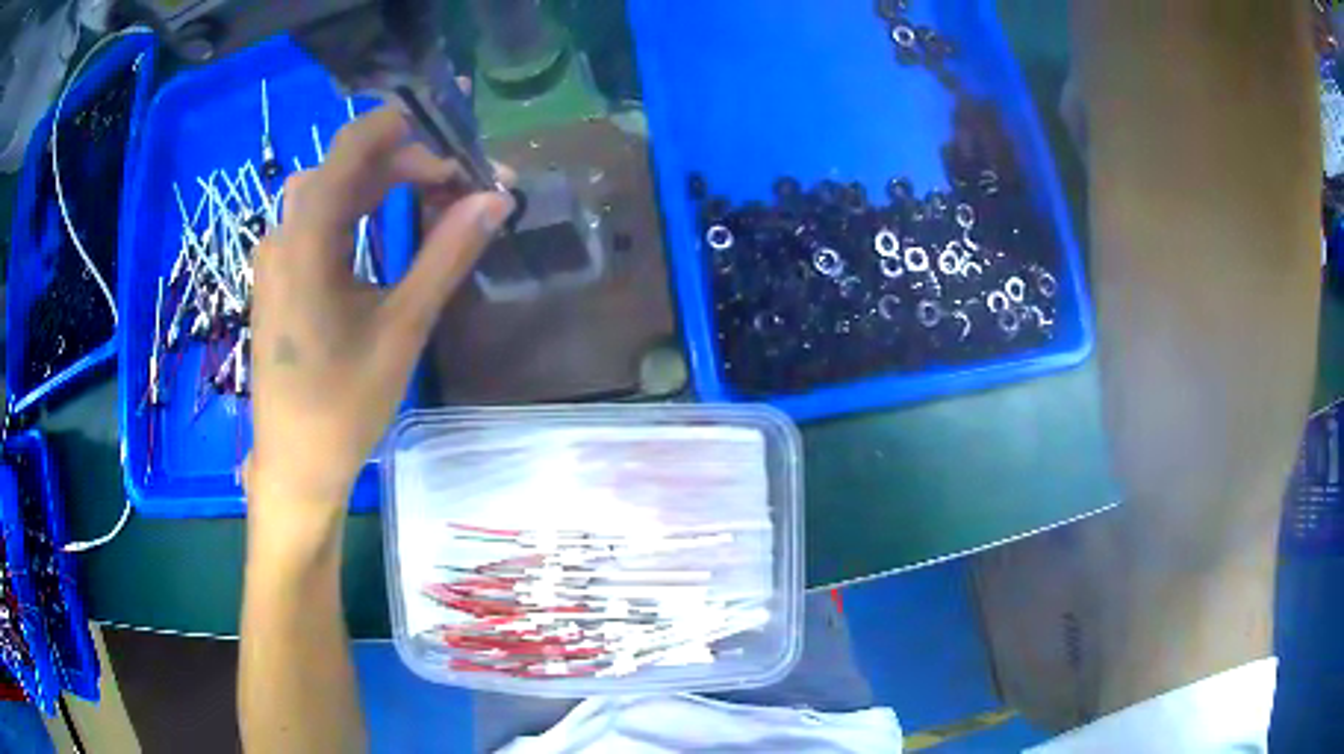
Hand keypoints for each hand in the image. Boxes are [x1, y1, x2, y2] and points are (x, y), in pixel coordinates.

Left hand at [245, 107, 513, 522]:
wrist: (295, 463)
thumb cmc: (343, 404)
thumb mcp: (403, 327)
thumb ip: (447, 254)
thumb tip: (498, 197)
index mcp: (307, 240)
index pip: (354, 144)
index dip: (410, 130)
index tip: (461, 148)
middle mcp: (284, 233)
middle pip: (348, 165)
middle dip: (407, 162)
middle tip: (462, 187)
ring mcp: (278, 254)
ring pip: (335, 189)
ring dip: (385, 185)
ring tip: (435, 202)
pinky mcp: (281, 273)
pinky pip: (321, 217)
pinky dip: (361, 210)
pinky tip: (389, 229)